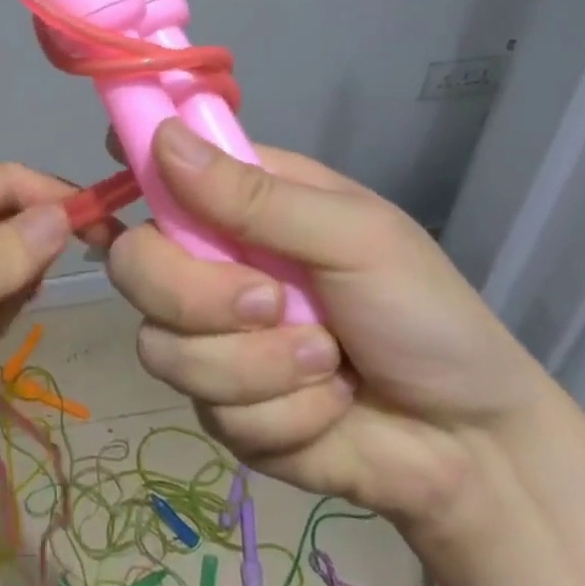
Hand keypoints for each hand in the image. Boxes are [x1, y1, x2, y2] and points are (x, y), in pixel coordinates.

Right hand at [106, 120, 549, 528]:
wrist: (472, 448)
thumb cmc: (424, 314)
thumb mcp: (354, 238)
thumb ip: (255, 197)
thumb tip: (163, 137)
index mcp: (240, 205)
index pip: (158, 171)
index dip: (132, 166)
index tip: (113, 166)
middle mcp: (210, 263)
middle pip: (134, 267)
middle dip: (198, 297)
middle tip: (269, 303)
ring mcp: (209, 338)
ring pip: (164, 349)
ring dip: (258, 366)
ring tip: (328, 363)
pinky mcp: (222, 409)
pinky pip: (212, 412)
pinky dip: (283, 415)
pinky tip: (328, 408)